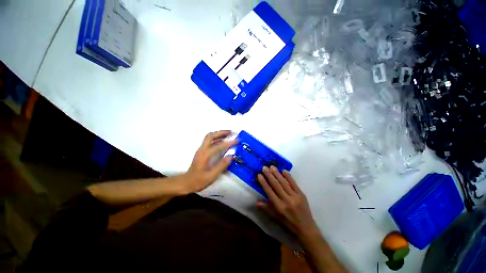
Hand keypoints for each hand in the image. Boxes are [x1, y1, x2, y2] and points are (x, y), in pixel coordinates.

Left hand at [183, 131, 237, 193]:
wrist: (186, 182)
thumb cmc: (199, 180)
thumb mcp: (212, 175)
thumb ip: (222, 165)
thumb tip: (232, 156)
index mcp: (205, 155)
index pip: (219, 145)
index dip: (229, 143)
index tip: (237, 141)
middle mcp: (202, 149)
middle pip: (211, 135)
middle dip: (221, 132)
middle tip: (231, 132)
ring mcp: (201, 150)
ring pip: (209, 137)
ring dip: (219, 134)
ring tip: (228, 135)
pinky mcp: (201, 152)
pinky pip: (209, 141)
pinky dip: (216, 139)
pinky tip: (222, 142)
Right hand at [257, 166, 319, 238]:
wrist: (306, 228)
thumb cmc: (288, 223)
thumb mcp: (276, 217)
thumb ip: (266, 208)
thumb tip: (256, 202)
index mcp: (279, 207)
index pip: (269, 192)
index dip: (263, 182)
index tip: (259, 175)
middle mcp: (286, 200)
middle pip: (276, 185)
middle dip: (269, 175)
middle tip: (264, 167)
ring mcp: (295, 196)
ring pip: (284, 183)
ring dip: (277, 174)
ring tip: (272, 167)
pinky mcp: (301, 194)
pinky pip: (294, 183)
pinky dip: (289, 176)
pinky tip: (284, 170)